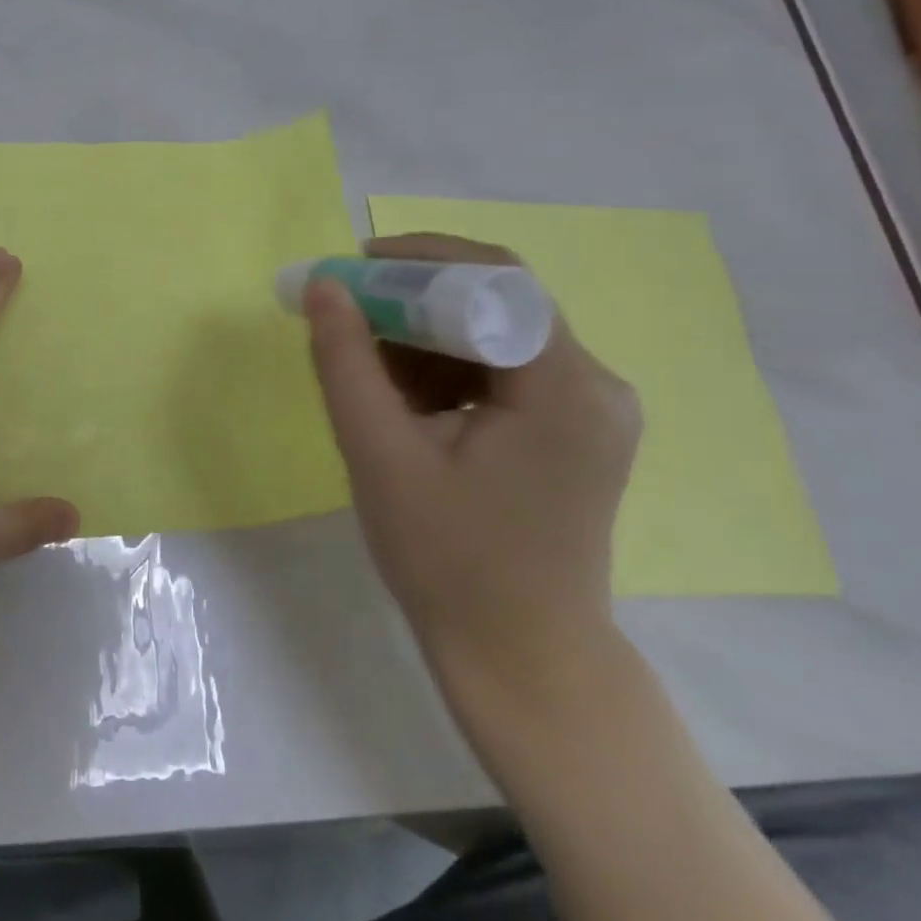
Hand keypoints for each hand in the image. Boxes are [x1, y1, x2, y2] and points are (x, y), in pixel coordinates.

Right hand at [305, 234, 640, 687]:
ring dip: (427, 338)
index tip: (352, 269)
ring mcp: (591, 410)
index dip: (418, 261)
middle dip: (415, 301)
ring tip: (371, 373)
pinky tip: (408, 404)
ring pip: (497, 334)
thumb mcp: (379, 454)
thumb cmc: (448, 561)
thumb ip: (347, 361)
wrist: (521, 660)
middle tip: (349, 319)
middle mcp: (596, 385)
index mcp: (564, 387)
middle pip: (499, 303)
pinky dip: (449, 370)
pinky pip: (505, 370)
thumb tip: (325, 285)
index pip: (496, 279)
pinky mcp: (575, 431)